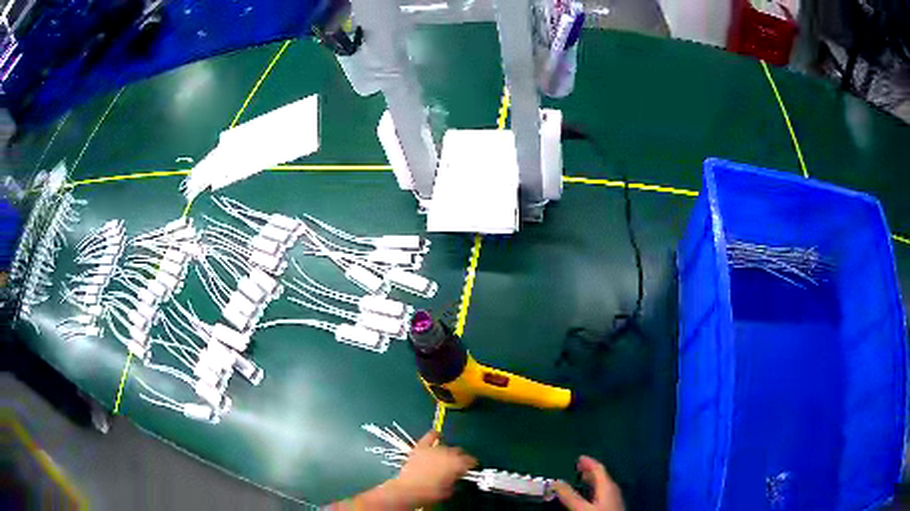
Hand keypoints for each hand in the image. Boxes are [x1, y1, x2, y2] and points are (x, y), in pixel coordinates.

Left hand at [387, 430, 476, 506]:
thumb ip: (455, 480)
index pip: (471, 460)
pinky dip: (435, 435)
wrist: (408, 490)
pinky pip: (430, 436)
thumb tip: (456, 477)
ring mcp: (433, 449)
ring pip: (446, 446)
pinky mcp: (420, 447)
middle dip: (460, 458)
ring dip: (448, 452)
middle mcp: (448, 453)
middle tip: (456, 467)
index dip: (471, 465)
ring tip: (445, 459)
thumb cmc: (431, 493)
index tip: (469, 470)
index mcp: (457, 464)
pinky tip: (437, 434)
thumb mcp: (449, 490)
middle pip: (459, 452)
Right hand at [552, 456, 624, 510]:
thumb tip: (556, 482)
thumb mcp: (582, 508)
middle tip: (577, 468)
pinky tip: (589, 495)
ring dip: (592, 481)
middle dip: (589, 471)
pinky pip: (603, 492)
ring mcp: (614, 498)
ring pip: (603, 485)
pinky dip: (594, 489)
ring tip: (581, 480)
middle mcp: (613, 489)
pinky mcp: (613, 505)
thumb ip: (570, 496)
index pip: (599, 468)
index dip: (588, 462)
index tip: (578, 458)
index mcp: (607, 485)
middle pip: (601, 476)